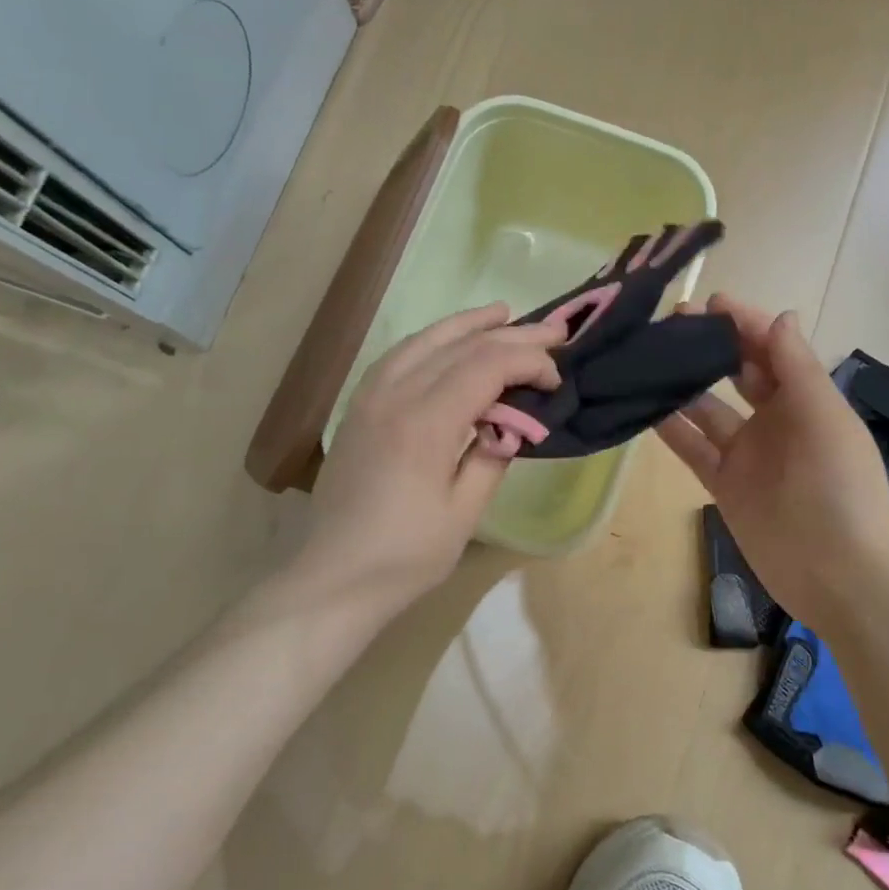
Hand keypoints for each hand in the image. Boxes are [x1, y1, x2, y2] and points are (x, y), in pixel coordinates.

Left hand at [300, 303, 564, 610]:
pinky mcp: (359, 407)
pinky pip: (400, 356)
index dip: (527, 363)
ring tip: (502, 313)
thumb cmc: (406, 555)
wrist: (334, 576)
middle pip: (460, 347)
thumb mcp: (463, 513)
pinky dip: (431, 341)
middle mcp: (395, 396)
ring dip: (468, 325)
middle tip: (553, 330)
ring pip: (425, 341)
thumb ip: (492, 457)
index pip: (486, 367)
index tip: (555, 382)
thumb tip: (512, 424)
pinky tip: (447, 342)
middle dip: (511, 335)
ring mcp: (371, 397)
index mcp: (425, 424)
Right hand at [656, 295, 888, 629]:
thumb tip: (779, 315)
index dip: (743, 324)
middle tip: (671, 324)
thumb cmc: (839, 487)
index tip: (709, 303)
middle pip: (737, 374)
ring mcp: (747, 454)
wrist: (839, 574)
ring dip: (683, 384)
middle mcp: (775, 420)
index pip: (771, 349)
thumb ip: (798, 367)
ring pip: (708, 409)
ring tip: (647, 358)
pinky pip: (693, 448)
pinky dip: (671, 429)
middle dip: (710, 347)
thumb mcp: (824, 418)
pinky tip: (644, 406)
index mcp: (806, 399)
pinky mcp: (724, 484)